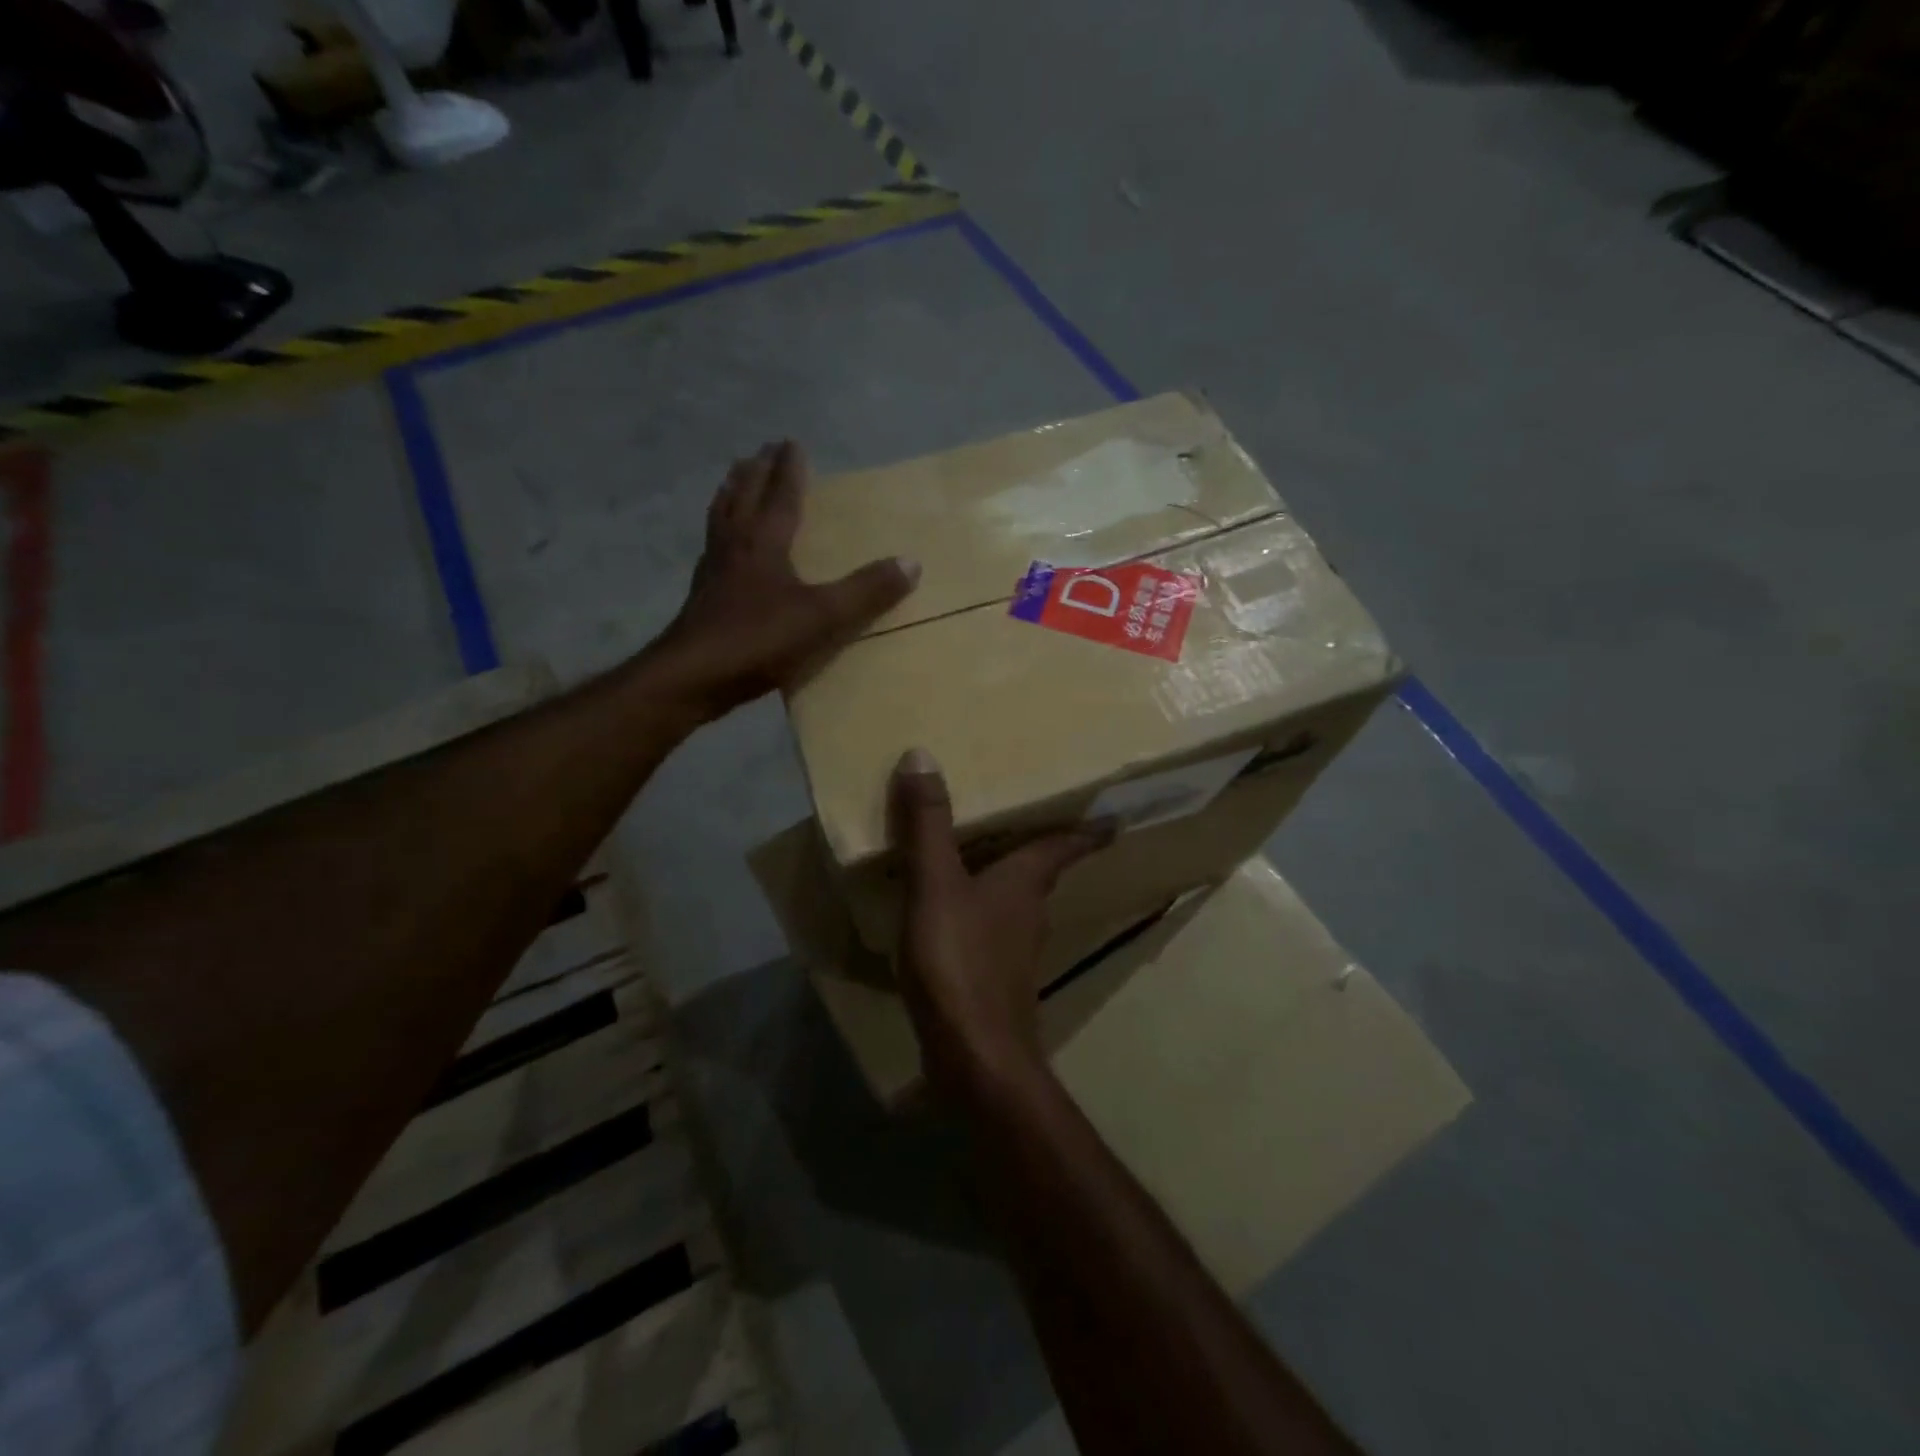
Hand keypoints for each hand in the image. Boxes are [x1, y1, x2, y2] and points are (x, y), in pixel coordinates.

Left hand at [658, 441, 917, 716]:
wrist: (692, 677)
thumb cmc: (758, 640)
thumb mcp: (823, 617)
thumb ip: (865, 591)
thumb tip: (911, 562)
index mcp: (763, 542)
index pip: (780, 495)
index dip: (789, 469)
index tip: (791, 441)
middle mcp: (734, 546)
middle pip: (743, 496)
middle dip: (756, 471)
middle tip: (762, 450)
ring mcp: (712, 571)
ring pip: (721, 518)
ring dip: (731, 494)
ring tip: (736, 480)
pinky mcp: (701, 597)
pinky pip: (712, 547)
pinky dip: (719, 531)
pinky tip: (723, 546)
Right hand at [891, 749, 1109, 1094]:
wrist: (973, 1056)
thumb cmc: (960, 961)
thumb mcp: (936, 884)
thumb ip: (928, 824)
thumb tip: (922, 755)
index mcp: (1024, 882)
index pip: (1064, 845)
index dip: (1088, 829)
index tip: (1114, 817)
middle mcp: (1029, 913)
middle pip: (1041, 873)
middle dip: (1039, 849)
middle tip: (1027, 822)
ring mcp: (1014, 953)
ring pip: (1016, 904)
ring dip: (1005, 883)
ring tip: (980, 861)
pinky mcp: (993, 983)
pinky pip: (988, 933)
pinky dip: (976, 916)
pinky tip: (949, 920)